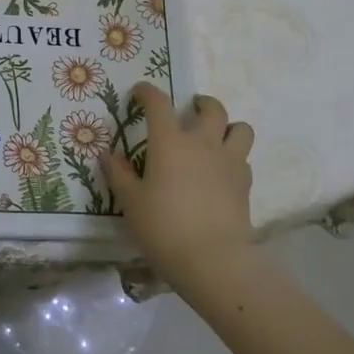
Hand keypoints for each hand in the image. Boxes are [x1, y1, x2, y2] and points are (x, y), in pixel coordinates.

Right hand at [106, 84, 255, 292]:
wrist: (213, 260)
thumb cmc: (164, 227)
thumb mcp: (131, 202)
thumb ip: (119, 174)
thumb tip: (108, 154)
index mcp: (170, 142)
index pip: (159, 103)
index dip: (148, 92)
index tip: (140, 92)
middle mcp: (203, 143)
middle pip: (212, 108)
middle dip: (201, 103)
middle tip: (191, 109)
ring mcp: (228, 162)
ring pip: (240, 129)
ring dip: (228, 127)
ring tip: (216, 136)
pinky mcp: (245, 184)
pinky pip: (244, 159)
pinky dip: (234, 157)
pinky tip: (222, 171)